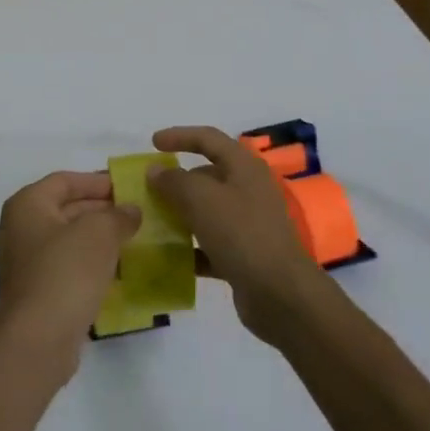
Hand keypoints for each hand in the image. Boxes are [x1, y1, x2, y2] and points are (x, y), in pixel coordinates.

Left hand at [0, 171, 140, 377]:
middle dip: (100, 210)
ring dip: (97, 238)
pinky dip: (89, 263)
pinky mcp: (34, 292)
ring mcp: (23, 263)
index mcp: (26, 205)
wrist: (38, 340)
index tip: (127, 188)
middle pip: (64, 208)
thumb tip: (131, 211)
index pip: (65, 181)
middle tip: (134, 214)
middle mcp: (18, 229)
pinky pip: (65, 266)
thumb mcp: (99, 234)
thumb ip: (118, 216)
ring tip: (131, 240)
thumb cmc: (65, 272)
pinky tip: (116, 271)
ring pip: (66, 240)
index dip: (96, 181)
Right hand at [148, 126, 327, 339]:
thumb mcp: (202, 199)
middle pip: (207, 176)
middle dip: (177, 180)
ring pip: (207, 211)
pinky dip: (191, 248)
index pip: (209, 139)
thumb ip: (174, 181)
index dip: (180, 136)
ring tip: (152, 221)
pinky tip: (170, 257)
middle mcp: (248, 191)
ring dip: (181, 214)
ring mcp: (248, 225)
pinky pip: (211, 244)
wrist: (281, 295)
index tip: (153, 144)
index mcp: (244, 168)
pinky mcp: (244, 256)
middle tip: (148, 190)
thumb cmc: (241, 234)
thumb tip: (156, 171)